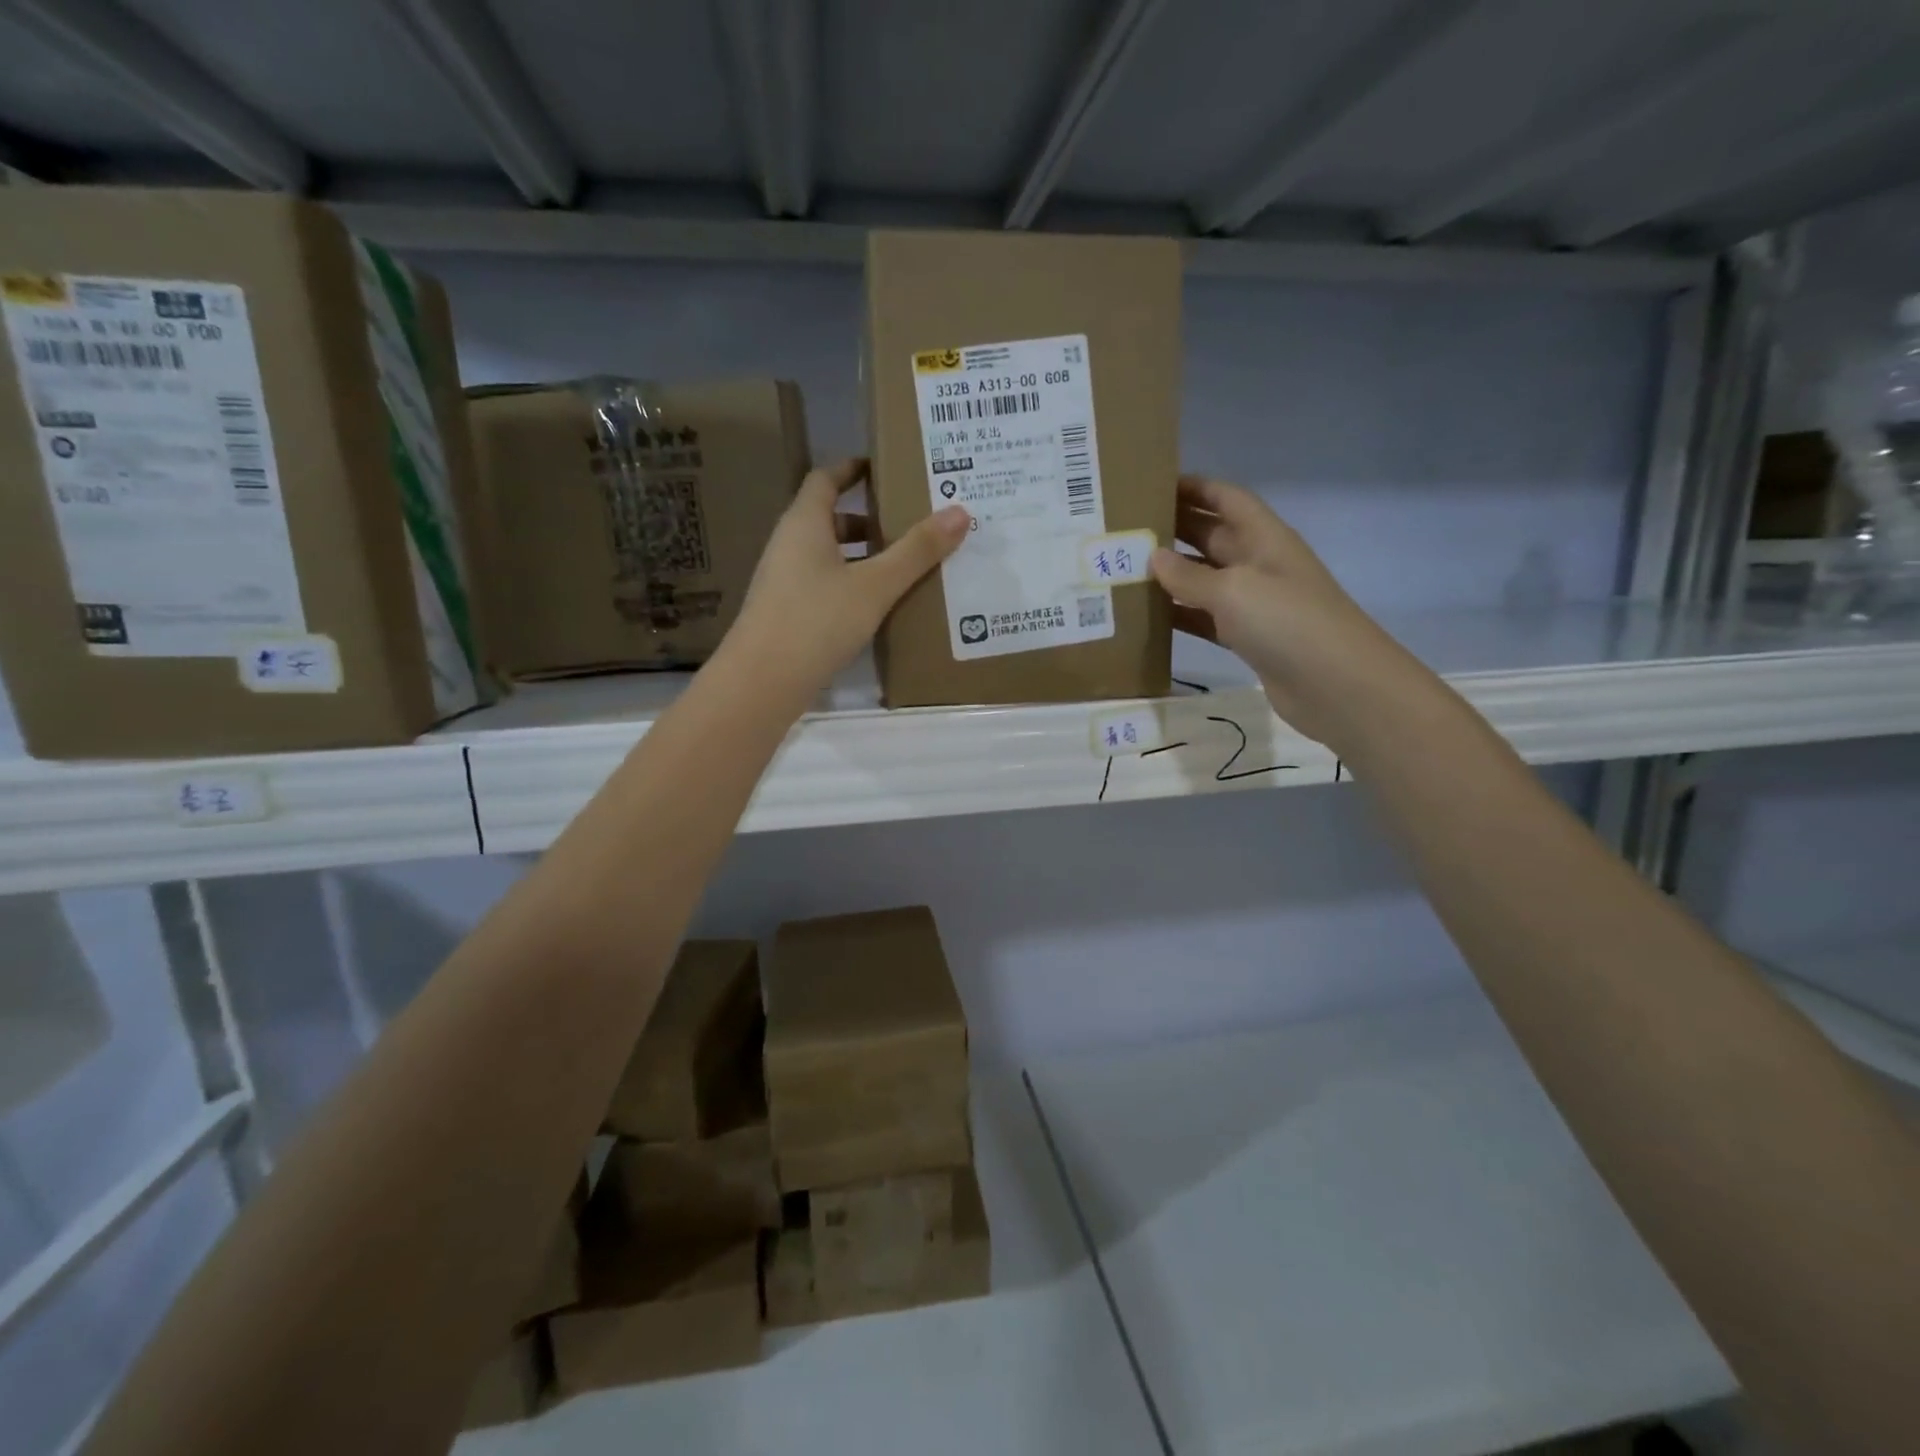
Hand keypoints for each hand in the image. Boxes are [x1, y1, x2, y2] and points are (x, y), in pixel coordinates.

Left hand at [723, 458, 968, 702]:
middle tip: (910, 523)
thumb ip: (916, 551)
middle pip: (829, 519)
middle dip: (869, 519)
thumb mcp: (875, 585)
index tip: (886, 468)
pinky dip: (852, 584)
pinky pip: (824, 584)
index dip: (853, 469)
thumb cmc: (817, 621)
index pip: (825, 479)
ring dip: (862, 556)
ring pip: (828, 555)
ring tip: (904, 566)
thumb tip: (960, 512)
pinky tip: (878, 606)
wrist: (762, 682)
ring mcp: (784, 581)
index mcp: (804, 523)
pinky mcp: (788, 613)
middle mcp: (789, 545)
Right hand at [1150, 475, 1425, 746]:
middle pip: (1211, 536)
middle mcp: (1258, 563)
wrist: (1335, 684)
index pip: (1227, 499)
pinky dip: (1179, 614)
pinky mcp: (1246, 638)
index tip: (1152, 484)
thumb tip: (1154, 557)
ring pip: (1204, 578)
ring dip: (1171, 575)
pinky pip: (1205, 617)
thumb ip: (1190, 575)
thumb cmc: (1287, 622)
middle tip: (1125, 529)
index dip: (1194, 487)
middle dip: (1173, 529)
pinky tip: (1147, 616)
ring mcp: (1253, 603)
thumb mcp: (1234, 590)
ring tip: (1125, 570)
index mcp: (1264, 538)